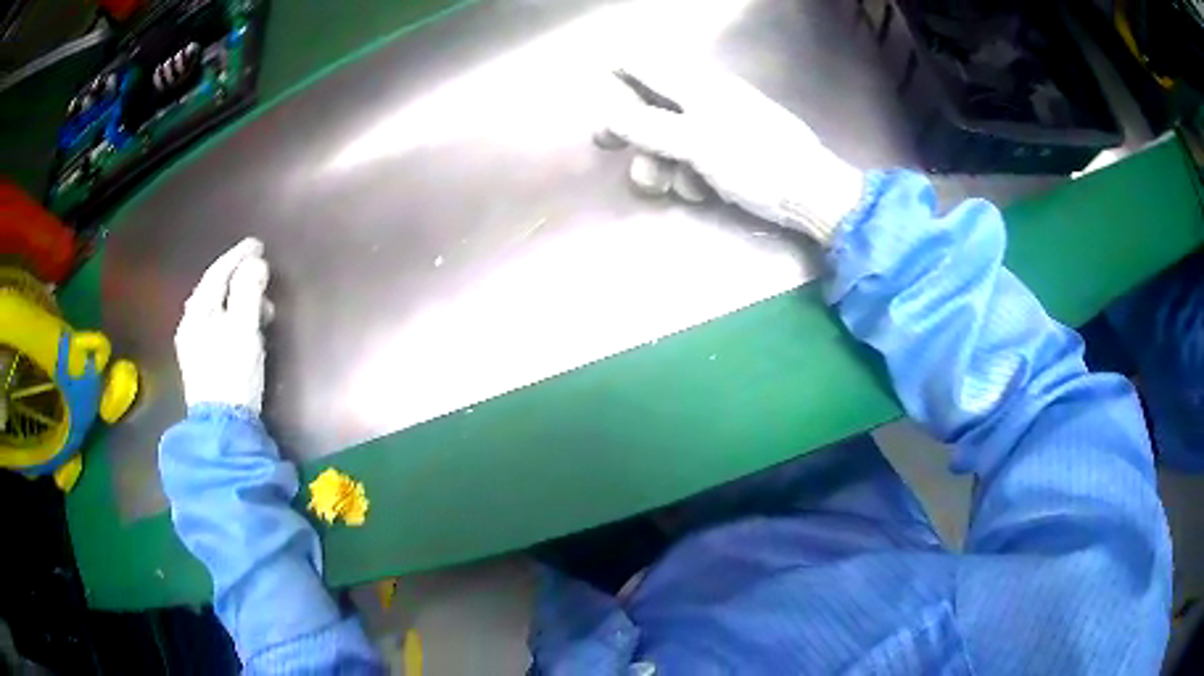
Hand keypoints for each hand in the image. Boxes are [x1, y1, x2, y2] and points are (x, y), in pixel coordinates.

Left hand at [175, 238, 270, 412]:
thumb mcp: (243, 328)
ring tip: (262, 307)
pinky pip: (218, 325)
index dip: (237, 256)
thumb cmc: (232, 373)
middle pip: (215, 290)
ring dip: (239, 301)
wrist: (223, 426)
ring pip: (217, 309)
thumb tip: (255, 263)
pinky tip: (247, 328)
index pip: (217, 273)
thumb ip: (248, 291)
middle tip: (263, 276)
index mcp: (198, 312)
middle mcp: (191, 324)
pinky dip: (234, 318)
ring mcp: (194, 344)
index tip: (258, 244)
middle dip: (239, 278)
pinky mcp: (203, 362)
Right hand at [597, 61, 864, 245]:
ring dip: (662, 161)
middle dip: (633, 130)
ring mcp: (720, 123)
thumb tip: (608, 111)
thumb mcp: (697, 144)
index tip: (603, 115)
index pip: (641, 64)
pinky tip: (702, 192)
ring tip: (675, 188)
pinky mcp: (731, 149)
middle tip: (612, 150)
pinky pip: (695, 154)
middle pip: (651, 102)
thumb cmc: (757, 163)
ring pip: (670, 134)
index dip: (615, 83)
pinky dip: (690, 173)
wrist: (814, 193)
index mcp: (697, 83)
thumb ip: (649, 126)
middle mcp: (705, 96)